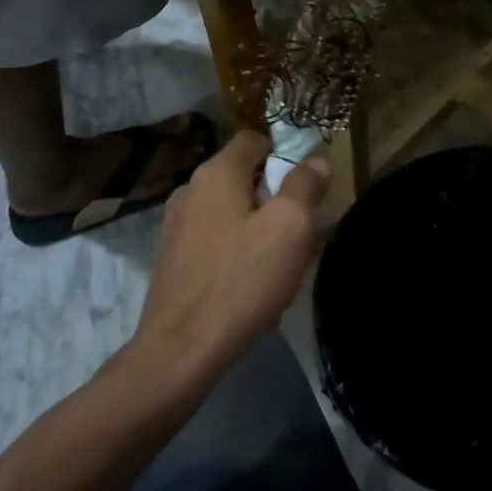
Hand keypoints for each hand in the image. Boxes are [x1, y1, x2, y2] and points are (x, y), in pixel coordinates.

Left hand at [133, 131, 329, 370]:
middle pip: (246, 178)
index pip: (255, 140)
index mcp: (216, 174)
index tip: (309, 186)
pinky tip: (257, 285)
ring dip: (264, 229)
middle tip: (306, 231)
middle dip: (280, 198)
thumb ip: (305, 185)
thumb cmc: (242, 279)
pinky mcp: (175, 260)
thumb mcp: (290, 227)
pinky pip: (219, 241)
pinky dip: (242, 251)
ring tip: (287, 264)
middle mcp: (191, 191)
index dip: (286, 154)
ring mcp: (177, 227)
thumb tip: (316, 161)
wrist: (182, 350)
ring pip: (234, 213)